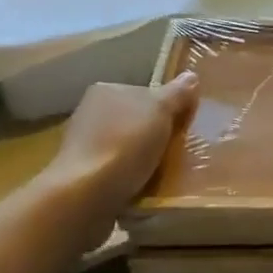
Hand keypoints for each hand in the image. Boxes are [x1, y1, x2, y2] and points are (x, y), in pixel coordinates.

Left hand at [35, 73, 199, 227]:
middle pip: (136, 121)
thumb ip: (178, 93)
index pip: (145, 93)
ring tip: (165, 174)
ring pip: (127, 148)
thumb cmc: (125, 144)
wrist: (87, 195)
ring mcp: (83, 146)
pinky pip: (117, 172)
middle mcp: (90, 113)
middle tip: (178, 150)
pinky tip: (144, 189)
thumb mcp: (161, 110)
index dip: (167, 108)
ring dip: (143, 159)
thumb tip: (191, 77)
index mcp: (106, 90)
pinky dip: (131, 179)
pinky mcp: (81, 176)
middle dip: (155, 135)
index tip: (182, 126)